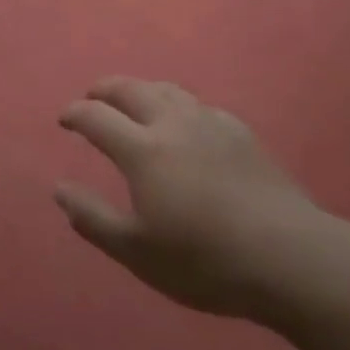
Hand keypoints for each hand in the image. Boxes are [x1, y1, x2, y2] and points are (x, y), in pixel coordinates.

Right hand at [53, 77, 349, 321]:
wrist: (289, 257)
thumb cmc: (204, 260)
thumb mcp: (137, 251)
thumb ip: (93, 218)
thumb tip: (59, 189)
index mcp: (143, 150)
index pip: (97, 117)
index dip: (75, 114)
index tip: (64, 119)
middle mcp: (173, 123)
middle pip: (131, 89)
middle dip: (105, 89)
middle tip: (92, 97)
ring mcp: (210, 123)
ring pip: (167, 89)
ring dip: (141, 90)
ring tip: (133, 101)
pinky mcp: (240, 132)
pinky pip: (199, 105)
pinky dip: (177, 105)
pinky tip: (185, 123)